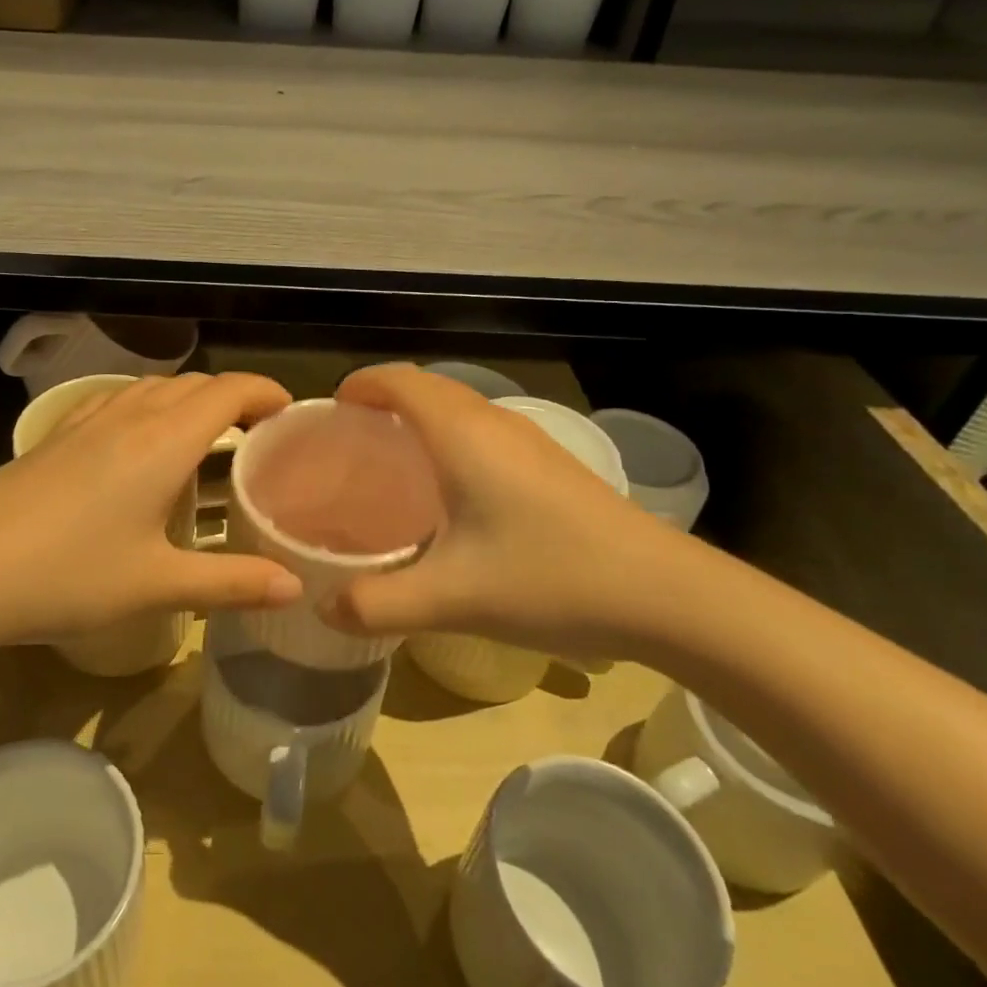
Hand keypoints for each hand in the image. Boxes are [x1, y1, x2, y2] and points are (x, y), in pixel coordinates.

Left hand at [0, 373, 303, 648]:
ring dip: (189, 399)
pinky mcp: (57, 436)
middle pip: (194, 384)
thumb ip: (231, 583)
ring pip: (153, 388)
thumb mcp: (156, 585)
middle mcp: (130, 416)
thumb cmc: (68, 575)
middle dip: (233, 396)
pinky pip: (118, 402)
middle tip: (257, 433)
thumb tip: (295, 588)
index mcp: (164, 441)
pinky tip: (138, 445)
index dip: (265, 392)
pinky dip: (149, 407)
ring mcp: (87, 421)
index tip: (289, 413)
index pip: (228, 391)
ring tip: (206, 437)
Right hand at [323, 365, 699, 658]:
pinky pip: (481, 429)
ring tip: (389, 465)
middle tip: (349, 444)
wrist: (665, 595)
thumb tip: (321, 607)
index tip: (329, 413)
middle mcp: (493, 422)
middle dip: (382, 400)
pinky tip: (449, 494)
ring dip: (417, 418)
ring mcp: (528, 440)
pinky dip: (448, 438)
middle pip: (426, 386)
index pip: (398, 379)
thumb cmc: (550, 579)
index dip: (359, 384)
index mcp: (461, 434)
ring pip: (457, 406)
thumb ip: (376, 604)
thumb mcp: (452, 599)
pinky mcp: (550, 464)